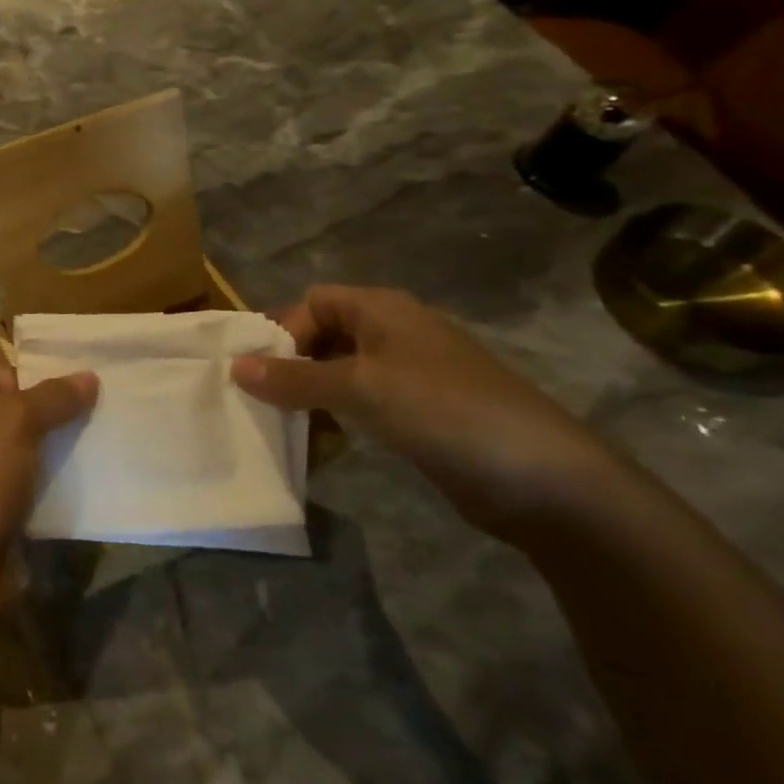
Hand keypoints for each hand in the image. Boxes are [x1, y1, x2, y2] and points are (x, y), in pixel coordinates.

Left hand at [0, 361, 97, 610]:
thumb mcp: (14, 424)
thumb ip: (53, 397)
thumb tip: (88, 376)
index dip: (27, 387)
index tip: (61, 411)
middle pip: (0, 412)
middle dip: (40, 423)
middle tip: (80, 435)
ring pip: (6, 452)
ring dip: (40, 459)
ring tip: (78, 465)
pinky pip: (4, 488)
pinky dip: (30, 491)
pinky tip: (62, 498)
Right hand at [231, 285, 623, 543]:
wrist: (548, 482)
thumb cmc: (445, 412)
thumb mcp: (360, 388)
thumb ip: (294, 378)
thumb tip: (234, 367)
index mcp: (382, 309)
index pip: (312, 302)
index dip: (283, 330)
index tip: (262, 371)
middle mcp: (395, 332)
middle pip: (324, 335)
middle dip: (291, 364)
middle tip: (265, 399)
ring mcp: (412, 374)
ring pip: (341, 372)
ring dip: (311, 394)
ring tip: (288, 424)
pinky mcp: (423, 412)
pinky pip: (364, 403)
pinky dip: (339, 416)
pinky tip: (325, 442)